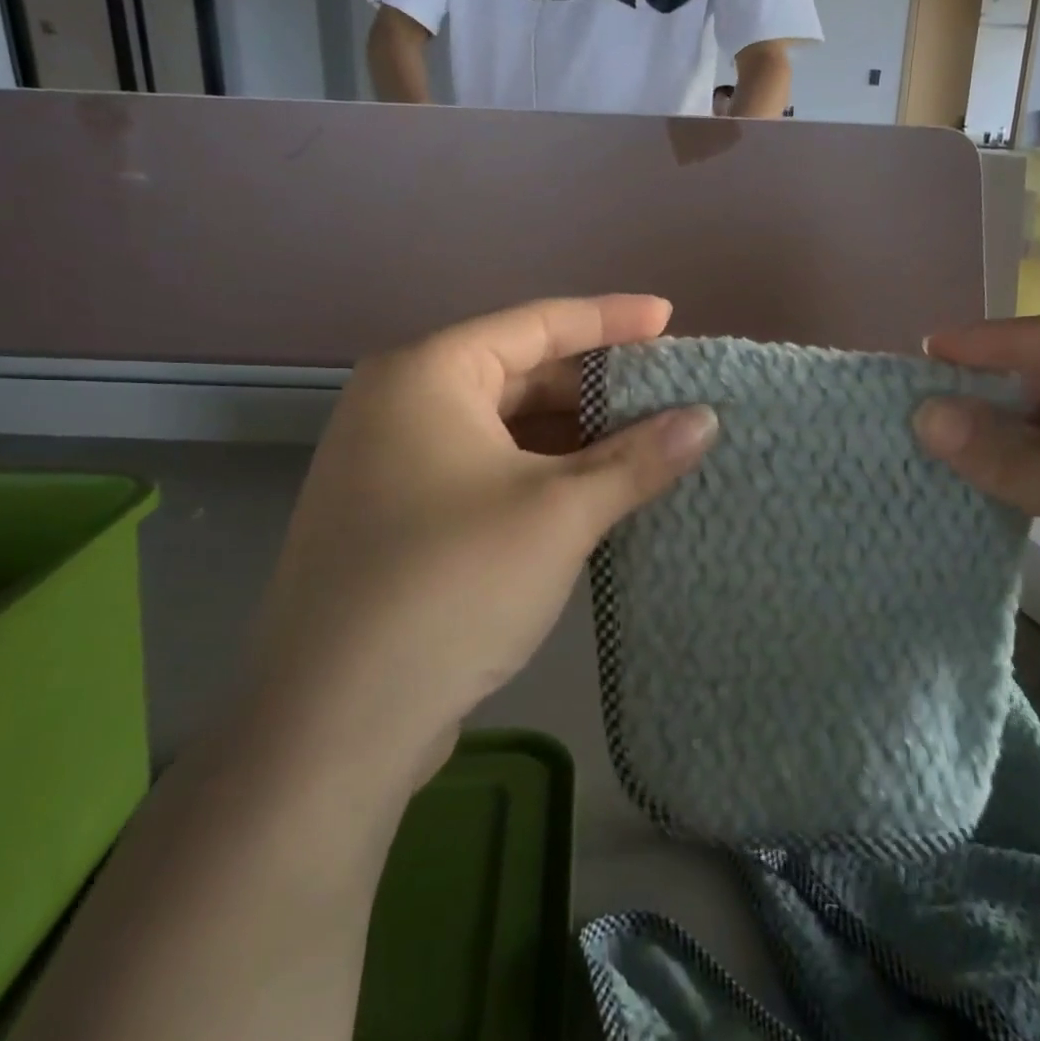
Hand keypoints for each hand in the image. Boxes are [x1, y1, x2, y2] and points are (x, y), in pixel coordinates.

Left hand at [248, 296, 717, 773]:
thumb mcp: (560, 513)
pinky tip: (592, 489)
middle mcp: (399, 403)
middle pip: (519, 373)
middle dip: (596, 384)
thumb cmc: (452, 584)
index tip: (670, 318)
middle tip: (668, 393)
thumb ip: (637, 459)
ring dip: (573, 435)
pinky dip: (541, 472)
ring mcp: (391, 462)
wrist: (333, 722)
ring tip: (645, 441)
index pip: (538, 324)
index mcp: (427, 374)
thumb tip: (706, 420)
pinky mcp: (397, 515)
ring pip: (504, 427)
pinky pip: (485, 468)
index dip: (611, 318)